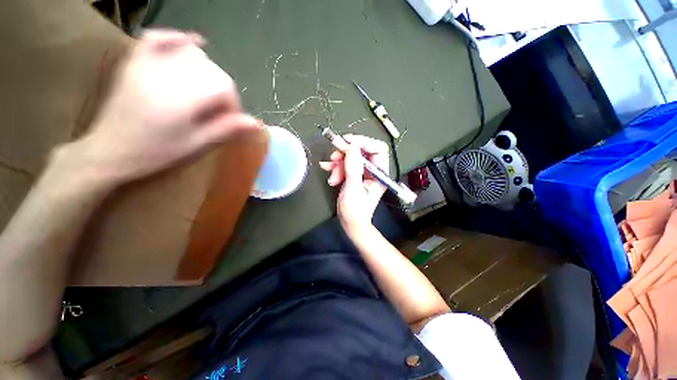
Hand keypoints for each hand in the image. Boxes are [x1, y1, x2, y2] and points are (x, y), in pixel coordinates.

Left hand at [70, 29, 261, 186]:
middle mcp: (167, 74)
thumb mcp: (197, 145)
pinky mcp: (135, 62)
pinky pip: (157, 38)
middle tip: (216, 111)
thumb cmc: (156, 153)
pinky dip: (176, 38)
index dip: (233, 103)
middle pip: (211, 69)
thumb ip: (227, 129)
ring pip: (191, 54)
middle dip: (221, 90)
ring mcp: (148, 64)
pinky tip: (191, 44)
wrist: (109, 151)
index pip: (224, 86)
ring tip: (204, 91)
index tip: (230, 121)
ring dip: (206, 71)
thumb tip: (257, 123)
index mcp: (183, 97)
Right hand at [320, 135, 388, 236]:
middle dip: (346, 154)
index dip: (364, 142)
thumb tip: (352, 146)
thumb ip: (353, 167)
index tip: (347, 141)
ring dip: (339, 163)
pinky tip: (329, 172)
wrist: (350, 224)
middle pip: (362, 152)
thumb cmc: (355, 211)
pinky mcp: (355, 175)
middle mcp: (373, 171)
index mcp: (380, 174)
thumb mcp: (353, 188)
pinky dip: (336, 167)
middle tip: (333, 157)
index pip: (378, 149)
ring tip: (331, 175)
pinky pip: (346, 165)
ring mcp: (363, 173)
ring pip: (351, 158)